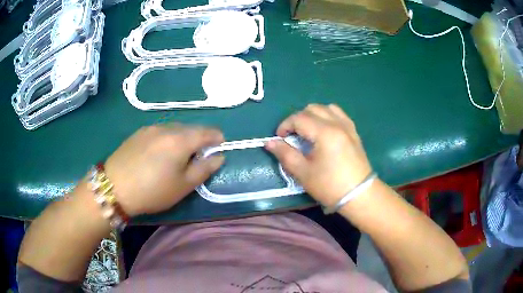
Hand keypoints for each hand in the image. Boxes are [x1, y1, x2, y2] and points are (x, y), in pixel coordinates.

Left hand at [103, 124, 224, 215]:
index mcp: (181, 140)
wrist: (114, 187)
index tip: (219, 146)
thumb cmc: (152, 191)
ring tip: (178, 156)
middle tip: (198, 156)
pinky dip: (168, 138)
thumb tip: (218, 157)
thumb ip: (204, 169)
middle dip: (199, 139)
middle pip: (191, 128)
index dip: (217, 138)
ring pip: (174, 129)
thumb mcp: (183, 186)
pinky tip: (159, 153)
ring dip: (182, 138)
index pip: (207, 131)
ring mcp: (150, 128)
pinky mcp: (138, 133)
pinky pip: (160, 131)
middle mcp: (167, 128)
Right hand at [265, 104, 371, 207]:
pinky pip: (339, 114)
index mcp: (324, 132)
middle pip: (312, 109)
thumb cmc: (329, 186)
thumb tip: (269, 142)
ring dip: (313, 115)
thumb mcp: (303, 172)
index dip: (285, 125)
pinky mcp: (354, 132)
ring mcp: (348, 126)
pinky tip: (324, 130)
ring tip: (308, 131)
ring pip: (327, 108)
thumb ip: (285, 154)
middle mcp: (337, 123)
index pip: (299, 118)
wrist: (359, 195)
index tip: (280, 138)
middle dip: (298, 118)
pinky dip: (327, 116)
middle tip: (292, 135)